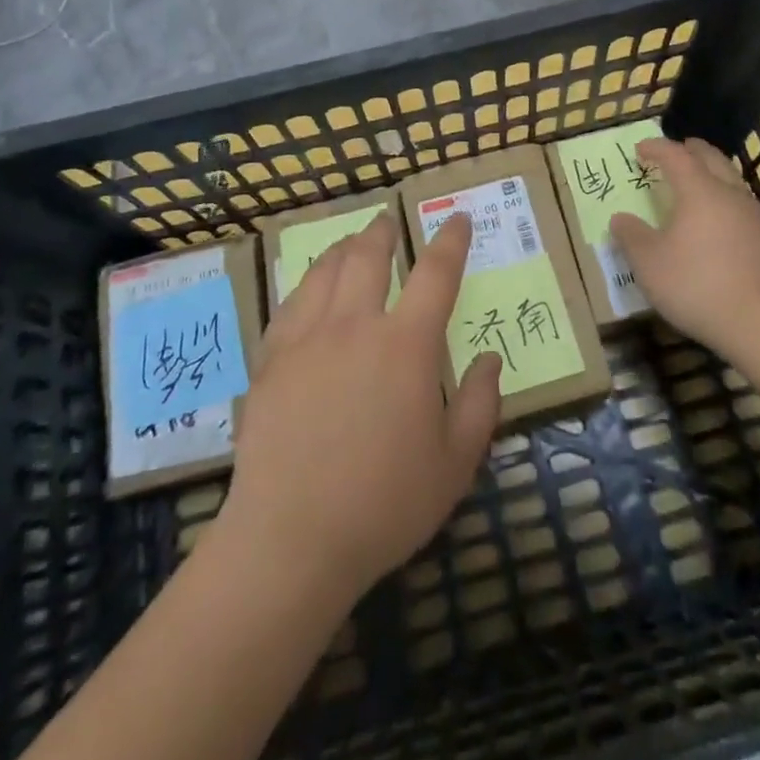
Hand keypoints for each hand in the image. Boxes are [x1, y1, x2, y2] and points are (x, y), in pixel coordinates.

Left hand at [220, 213, 502, 602]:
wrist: (290, 540)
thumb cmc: (384, 504)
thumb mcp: (455, 463)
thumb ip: (481, 404)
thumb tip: (489, 358)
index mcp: (407, 345)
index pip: (436, 273)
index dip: (451, 240)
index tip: (458, 219)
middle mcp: (356, 326)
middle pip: (370, 256)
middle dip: (385, 231)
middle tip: (391, 220)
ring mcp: (307, 339)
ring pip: (326, 270)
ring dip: (345, 248)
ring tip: (353, 242)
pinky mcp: (270, 360)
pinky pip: (290, 303)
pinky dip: (308, 283)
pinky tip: (310, 289)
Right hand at [610, 137, 759, 362]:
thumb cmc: (698, 285)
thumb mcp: (650, 264)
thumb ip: (632, 237)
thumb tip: (620, 219)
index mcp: (699, 191)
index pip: (676, 156)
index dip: (657, 148)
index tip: (640, 149)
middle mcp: (730, 194)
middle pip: (712, 159)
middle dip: (692, 151)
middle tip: (677, 150)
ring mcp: (755, 217)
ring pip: (732, 181)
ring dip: (712, 174)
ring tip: (697, 184)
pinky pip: (742, 207)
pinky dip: (724, 201)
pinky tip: (718, 223)